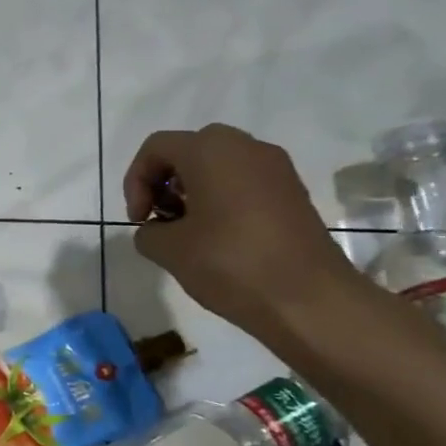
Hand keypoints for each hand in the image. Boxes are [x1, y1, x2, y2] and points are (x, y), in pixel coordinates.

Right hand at [124, 124, 356, 336]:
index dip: (135, 181)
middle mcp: (245, 146)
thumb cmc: (231, 263)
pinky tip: (220, 239)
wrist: (309, 299)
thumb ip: (148, 232)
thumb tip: (156, 229)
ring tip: (189, 233)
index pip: (156, 147)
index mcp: (210, 150)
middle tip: (161, 220)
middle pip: (189, 151)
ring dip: (193, 192)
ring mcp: (276, 167)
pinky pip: (244, 182)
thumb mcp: (169, 250)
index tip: (138, 221)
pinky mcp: (293, 191)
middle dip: (165, 183)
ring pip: (219, 165)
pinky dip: (222, 200)